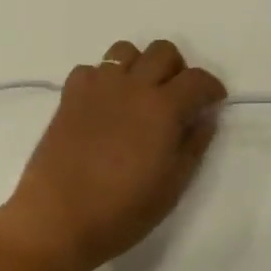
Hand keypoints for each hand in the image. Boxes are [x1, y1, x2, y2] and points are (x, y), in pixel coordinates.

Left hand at [0, 39, 225, 270]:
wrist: (57, 219)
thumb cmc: (121, 210)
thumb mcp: (172, 186)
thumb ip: (194, 145)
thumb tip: (205, 117)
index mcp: (163, 107)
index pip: (197, 79)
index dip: (211, 87)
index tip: (213, 101)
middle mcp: (133, 85)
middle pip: (163, 51)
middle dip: (177, 69)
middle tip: (175, 97)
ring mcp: (99, 86)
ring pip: (126, 50)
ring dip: (139, 66)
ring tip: (138, 94)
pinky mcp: (70, 94)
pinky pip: (91, 69)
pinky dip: (102, 79)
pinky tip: (103, 104)